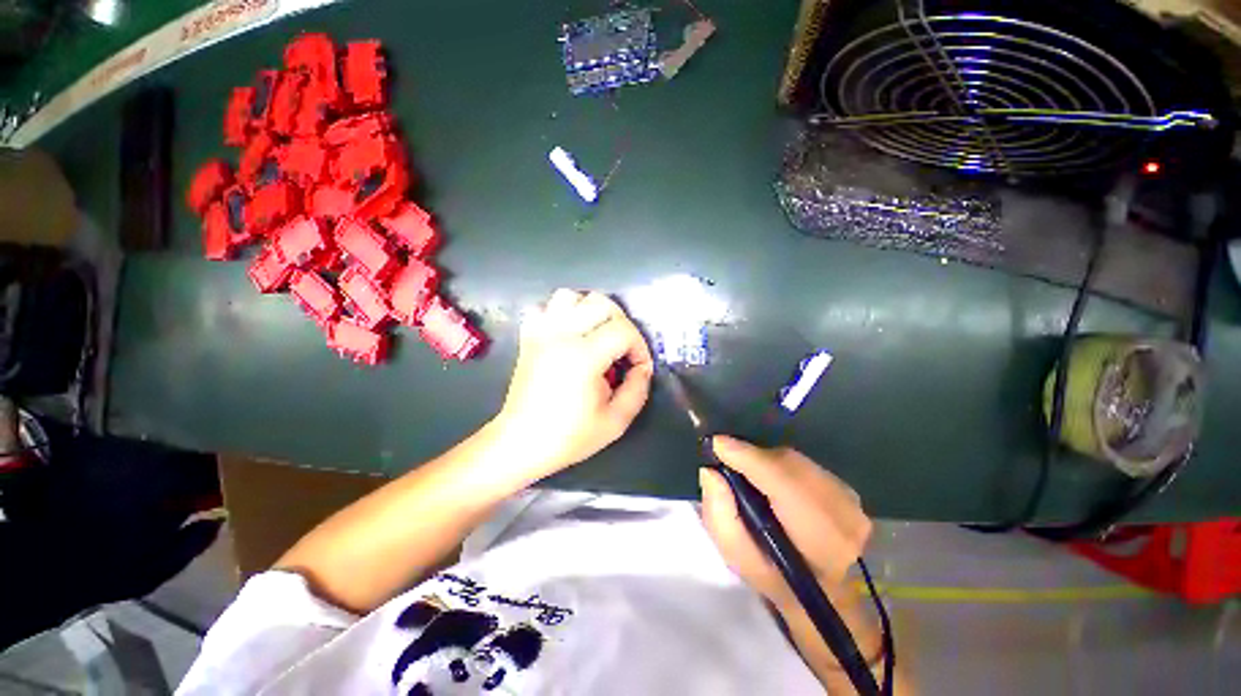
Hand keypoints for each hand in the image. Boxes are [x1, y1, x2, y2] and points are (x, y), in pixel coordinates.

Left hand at [492, 289, 653, 481]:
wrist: (522, 441)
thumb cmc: (569, 437)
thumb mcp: (615, 422)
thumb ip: (636, 391)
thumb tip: (642, 369)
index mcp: (584, 356)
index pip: (624, 330)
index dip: (639, 347)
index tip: (638, 369)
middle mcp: (561, 335)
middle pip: (601, 303)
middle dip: (620, 323)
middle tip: (622, 351)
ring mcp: (540, 332)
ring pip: (571, 296)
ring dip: (589, 311)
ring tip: (596, 336)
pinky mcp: (528, 337)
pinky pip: (544, 308)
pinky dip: (560, 315)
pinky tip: (568, 336)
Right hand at [699, 436, 871, 607]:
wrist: (821, 594)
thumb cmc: (774, 582)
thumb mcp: (738, 558)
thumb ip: (721, 516)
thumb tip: (711, 473)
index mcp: (811, 532)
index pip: (777, 477)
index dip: (746, 456)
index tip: (717, 444)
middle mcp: (839, 508)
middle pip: (792, 464)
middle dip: (758, 458)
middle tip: (731, 459)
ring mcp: (852, 501)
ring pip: (805, 466)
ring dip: (776, 465)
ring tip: (753, 473)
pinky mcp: (855, 496)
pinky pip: (816, 472)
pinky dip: (794, 473)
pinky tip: (780, 486)